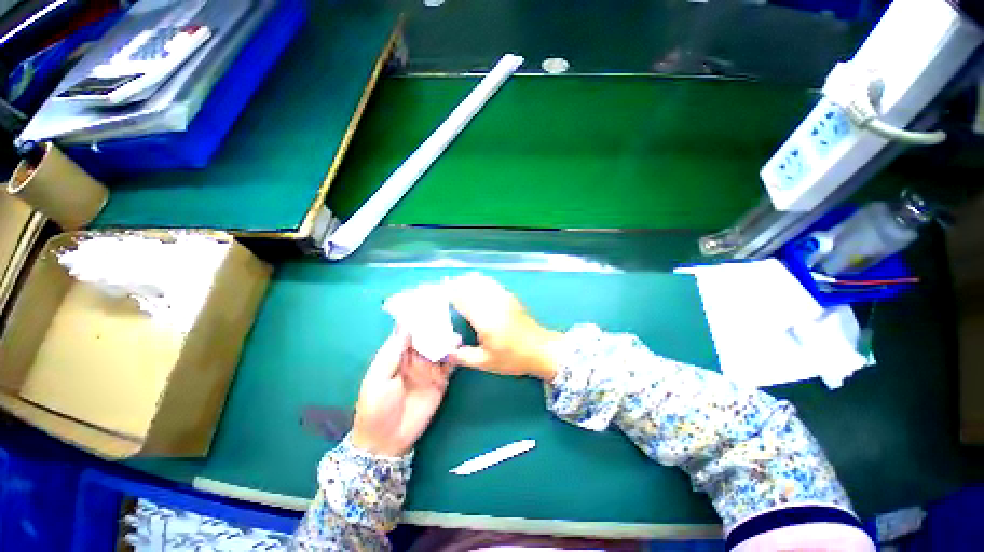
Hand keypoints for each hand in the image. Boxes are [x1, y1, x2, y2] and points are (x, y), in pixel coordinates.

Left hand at [351, 328, 451, 456]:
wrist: (386, 441)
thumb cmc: (376, 407)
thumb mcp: (379, 379)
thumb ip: (393, 353)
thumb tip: (406, 326)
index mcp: (396, 355)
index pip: (408, 332)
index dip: (417, 320)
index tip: (429, 306)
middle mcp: (414, 358)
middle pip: (427, 338)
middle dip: (437, 328)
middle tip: (448, 321)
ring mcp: (428, 369)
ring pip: (440, 349)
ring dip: (448, 341)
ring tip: (455, 338)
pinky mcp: (440, 381)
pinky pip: (449, 365)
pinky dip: (455, 357)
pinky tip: (459, 352)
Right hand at [446, 273, 562, 381]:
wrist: (541, 350)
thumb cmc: (513, 358)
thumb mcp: (486, 362)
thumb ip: (463, 356)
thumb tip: (445, 352)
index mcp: (484, 318)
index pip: (461, 298)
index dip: (448, 294)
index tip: (437, 294)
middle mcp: (492, 303)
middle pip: (470, 286)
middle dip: (455, 285)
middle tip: (444, 289)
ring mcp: (503, 297)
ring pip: (481, 281)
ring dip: (467, 281)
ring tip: (457, 284)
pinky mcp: (510, 297)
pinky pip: (491, 283)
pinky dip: (480, 281)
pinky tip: (476, 284)